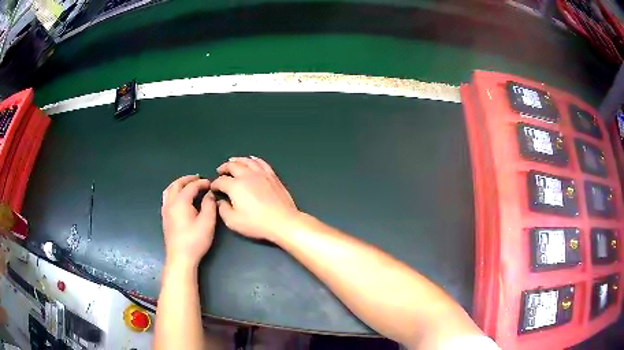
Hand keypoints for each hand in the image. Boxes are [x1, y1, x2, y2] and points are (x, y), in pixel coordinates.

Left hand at [161, 175, 216, 267]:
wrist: (180, 257)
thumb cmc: (195, 240)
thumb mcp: (207, 222)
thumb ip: (209, 205)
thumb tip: (209, 194)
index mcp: (181, 202)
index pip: (191, 186)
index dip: (201, 183)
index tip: (211, 183)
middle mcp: (170, 203)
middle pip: (177, 184)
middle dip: (188, 179)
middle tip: (198, 178)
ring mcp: (165, 210)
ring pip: (169, 190)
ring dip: (178, 184)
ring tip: (187, 185)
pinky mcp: (164, 218)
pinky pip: (167, 197)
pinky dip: (173, 192)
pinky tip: (179, 198)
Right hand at [211, 156, 299, 241]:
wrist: (282, 221)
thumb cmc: (256, 224)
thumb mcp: (233, 221)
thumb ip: (223, 209)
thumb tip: (220, 201)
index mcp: (235, 186)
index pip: (221, 181)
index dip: (215, 184)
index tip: (213, 188)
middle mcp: (247, 176)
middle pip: (232, 166)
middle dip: (224, 168)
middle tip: (220, 170)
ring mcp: (261, 174)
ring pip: (246, 161)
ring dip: (237, 160)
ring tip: (232, 161)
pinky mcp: (272, 176)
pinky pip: (261, 163)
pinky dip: (254, 159)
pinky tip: (251, 159)